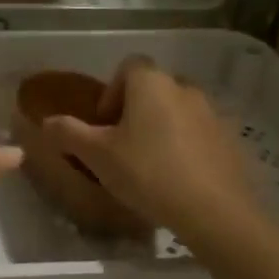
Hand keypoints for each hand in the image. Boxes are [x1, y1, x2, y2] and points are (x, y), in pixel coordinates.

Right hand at [39, 58, 264, 245]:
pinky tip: (177, 178)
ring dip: (161, 128)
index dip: (111, 91)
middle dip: (136, 110)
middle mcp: (184, 88)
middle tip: (122, 144)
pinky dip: (185, 146)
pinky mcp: (231, 140)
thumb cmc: (148, 173)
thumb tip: (47, 121)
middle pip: (153, 88)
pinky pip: (200, 133)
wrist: (215, 212)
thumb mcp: (97, 155)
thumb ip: (68, 133)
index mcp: (151, 83)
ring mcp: (213, 113)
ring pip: (178, 110)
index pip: (128, 66)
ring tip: (149, 164)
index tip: (104, 124)